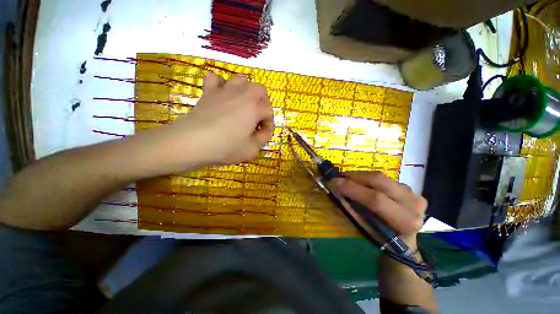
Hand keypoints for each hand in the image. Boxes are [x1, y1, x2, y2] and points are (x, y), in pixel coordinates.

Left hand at [163, 73, 273, 167]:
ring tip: (242, 105)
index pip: (268, 112)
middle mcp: (242, 94)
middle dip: (262, 102)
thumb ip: (262, 139)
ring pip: (241, 79)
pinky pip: (215, 78)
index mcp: (254, 108)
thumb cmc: (226, 147)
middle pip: (259, 89)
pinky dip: (220, 84)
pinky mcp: (208, 92)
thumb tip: (264, 131)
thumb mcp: (251, 150)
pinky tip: (221, 96)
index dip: (268, 124)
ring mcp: (224, 90)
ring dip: (245, 91)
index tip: (262, 134)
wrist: (193, 142)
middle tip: (256, 117)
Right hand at [333, 171, 426, 248]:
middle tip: (338, 176)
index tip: (333, 182)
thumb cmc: (382, 240)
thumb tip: (335, 190)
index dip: (352, 188)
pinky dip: (367, 178)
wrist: (405, 241)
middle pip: (379, 181)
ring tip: (346, 178)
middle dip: (354, 176)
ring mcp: (413, 193)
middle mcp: (412, 204)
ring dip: (359, 176)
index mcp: (404, 222)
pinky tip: (359, 182)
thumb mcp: (366, 229)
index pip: (375, 200)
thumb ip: (352, 209)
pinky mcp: (408, 187)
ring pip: (381, 177)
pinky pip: (383, 178)